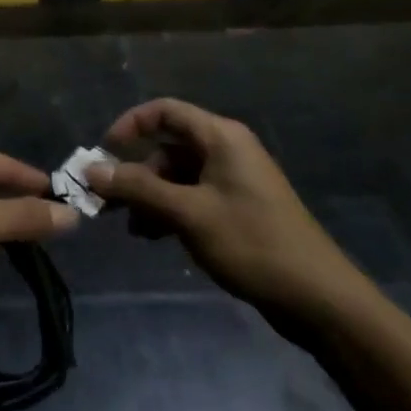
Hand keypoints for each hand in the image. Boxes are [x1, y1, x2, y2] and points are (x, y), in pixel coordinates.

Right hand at [89, 99, 370, 341]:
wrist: (319, 298)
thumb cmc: (252, 243)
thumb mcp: (188, 213)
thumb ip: (138, 188)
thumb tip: (91, 170)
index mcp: (221, 137)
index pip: (165, 111)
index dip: (130, 124)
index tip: (103, 152)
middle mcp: (227, 150)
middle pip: (169, 146)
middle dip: (136, 172)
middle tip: (108, 200)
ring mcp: (234, 181)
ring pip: (178, 176)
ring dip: (151, 197)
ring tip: (134, 229)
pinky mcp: (239, 209)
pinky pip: (193, 197)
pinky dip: (171, 211)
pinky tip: (155, 237)